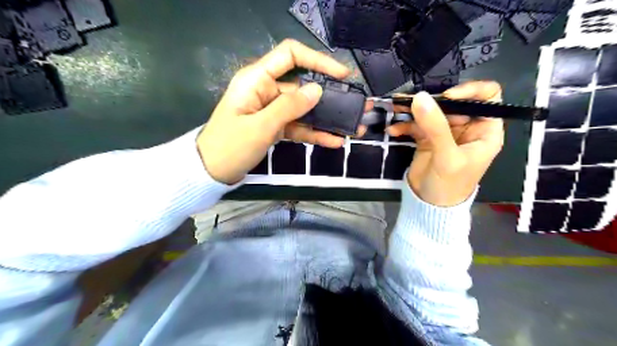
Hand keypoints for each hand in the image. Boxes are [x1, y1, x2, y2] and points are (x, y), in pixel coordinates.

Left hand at [199, 40, 350, 185]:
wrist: (212, 172)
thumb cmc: (230, 146)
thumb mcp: (261, 126)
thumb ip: (289, 107)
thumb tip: (317, 90)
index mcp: (257, 79)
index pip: (290, 55)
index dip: (318, 60)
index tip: (341, 75)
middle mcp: (267, 90)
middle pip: (304, 86)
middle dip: (331, 97)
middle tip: (358, 105)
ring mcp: (273, 110)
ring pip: (305, 110)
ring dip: (328, 119)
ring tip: (353, 128)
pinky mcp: (275, 127)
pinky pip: (299, 127)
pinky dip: (315, 134)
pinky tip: (334, 141)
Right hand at [387, 81, 502, 205]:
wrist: (430, 205)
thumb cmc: (450, 184)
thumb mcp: (447, 156)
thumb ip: (435, 127)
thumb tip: (420, 97)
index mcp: (484, 130)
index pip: (487, 97)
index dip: (470, 91)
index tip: (447, 96)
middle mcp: (466, 127)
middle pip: (453, 102)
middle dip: (432, 101)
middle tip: (411, 102)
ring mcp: (445, 132)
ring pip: (431, 112)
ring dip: (412, 110)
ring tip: (395, 108)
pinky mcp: (427, 138)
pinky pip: (416, 125)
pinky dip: (404, 125)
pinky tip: (393, 130)